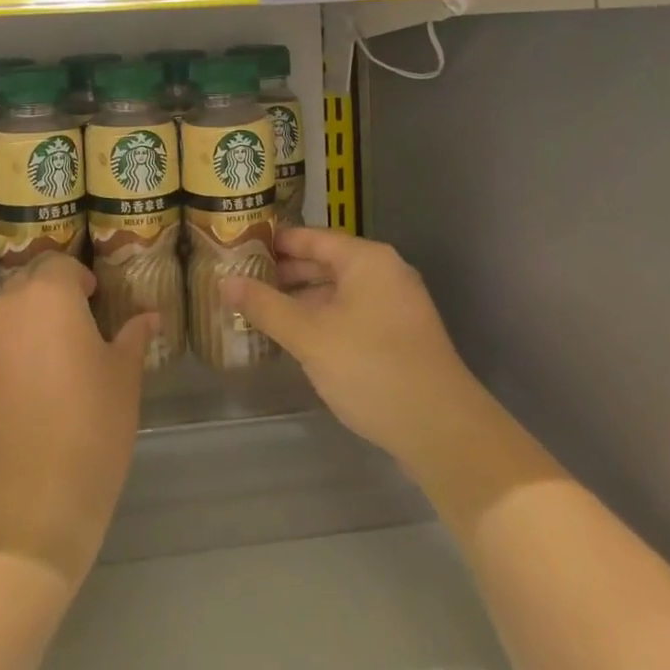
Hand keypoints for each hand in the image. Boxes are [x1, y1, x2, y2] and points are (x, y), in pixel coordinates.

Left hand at [0, 254, 157, 587]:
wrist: (26, 509)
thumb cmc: (90, 428)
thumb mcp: (123, 379)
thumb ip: (132, 339)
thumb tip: (148, 317)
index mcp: (47, 296)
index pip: (61, 264)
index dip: (81, 277)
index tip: (98, 299)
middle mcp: (8, 310)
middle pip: (29, 282)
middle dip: (53, 292)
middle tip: (81, 321)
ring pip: (9, 315)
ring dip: (31, 322)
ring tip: (60, 356)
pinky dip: (15, 353)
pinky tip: (36, 389)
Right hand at [225, 227, 483, 474]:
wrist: (444, 432)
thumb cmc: (372, 369)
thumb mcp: (309, 337)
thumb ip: (265, 306)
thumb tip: (224, 282)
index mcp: (366, 259)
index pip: (309, 237)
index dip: (272, 242)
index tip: (237, 248)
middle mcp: (384, 271)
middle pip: (324, 261)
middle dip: (284, 273)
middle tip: (241, 281)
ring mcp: (396, 304)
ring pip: (338, 290)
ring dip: (301, 299)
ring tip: (260, 309)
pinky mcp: (400, 334)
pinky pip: (352, 312)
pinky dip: (323, 318)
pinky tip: (297, 337)